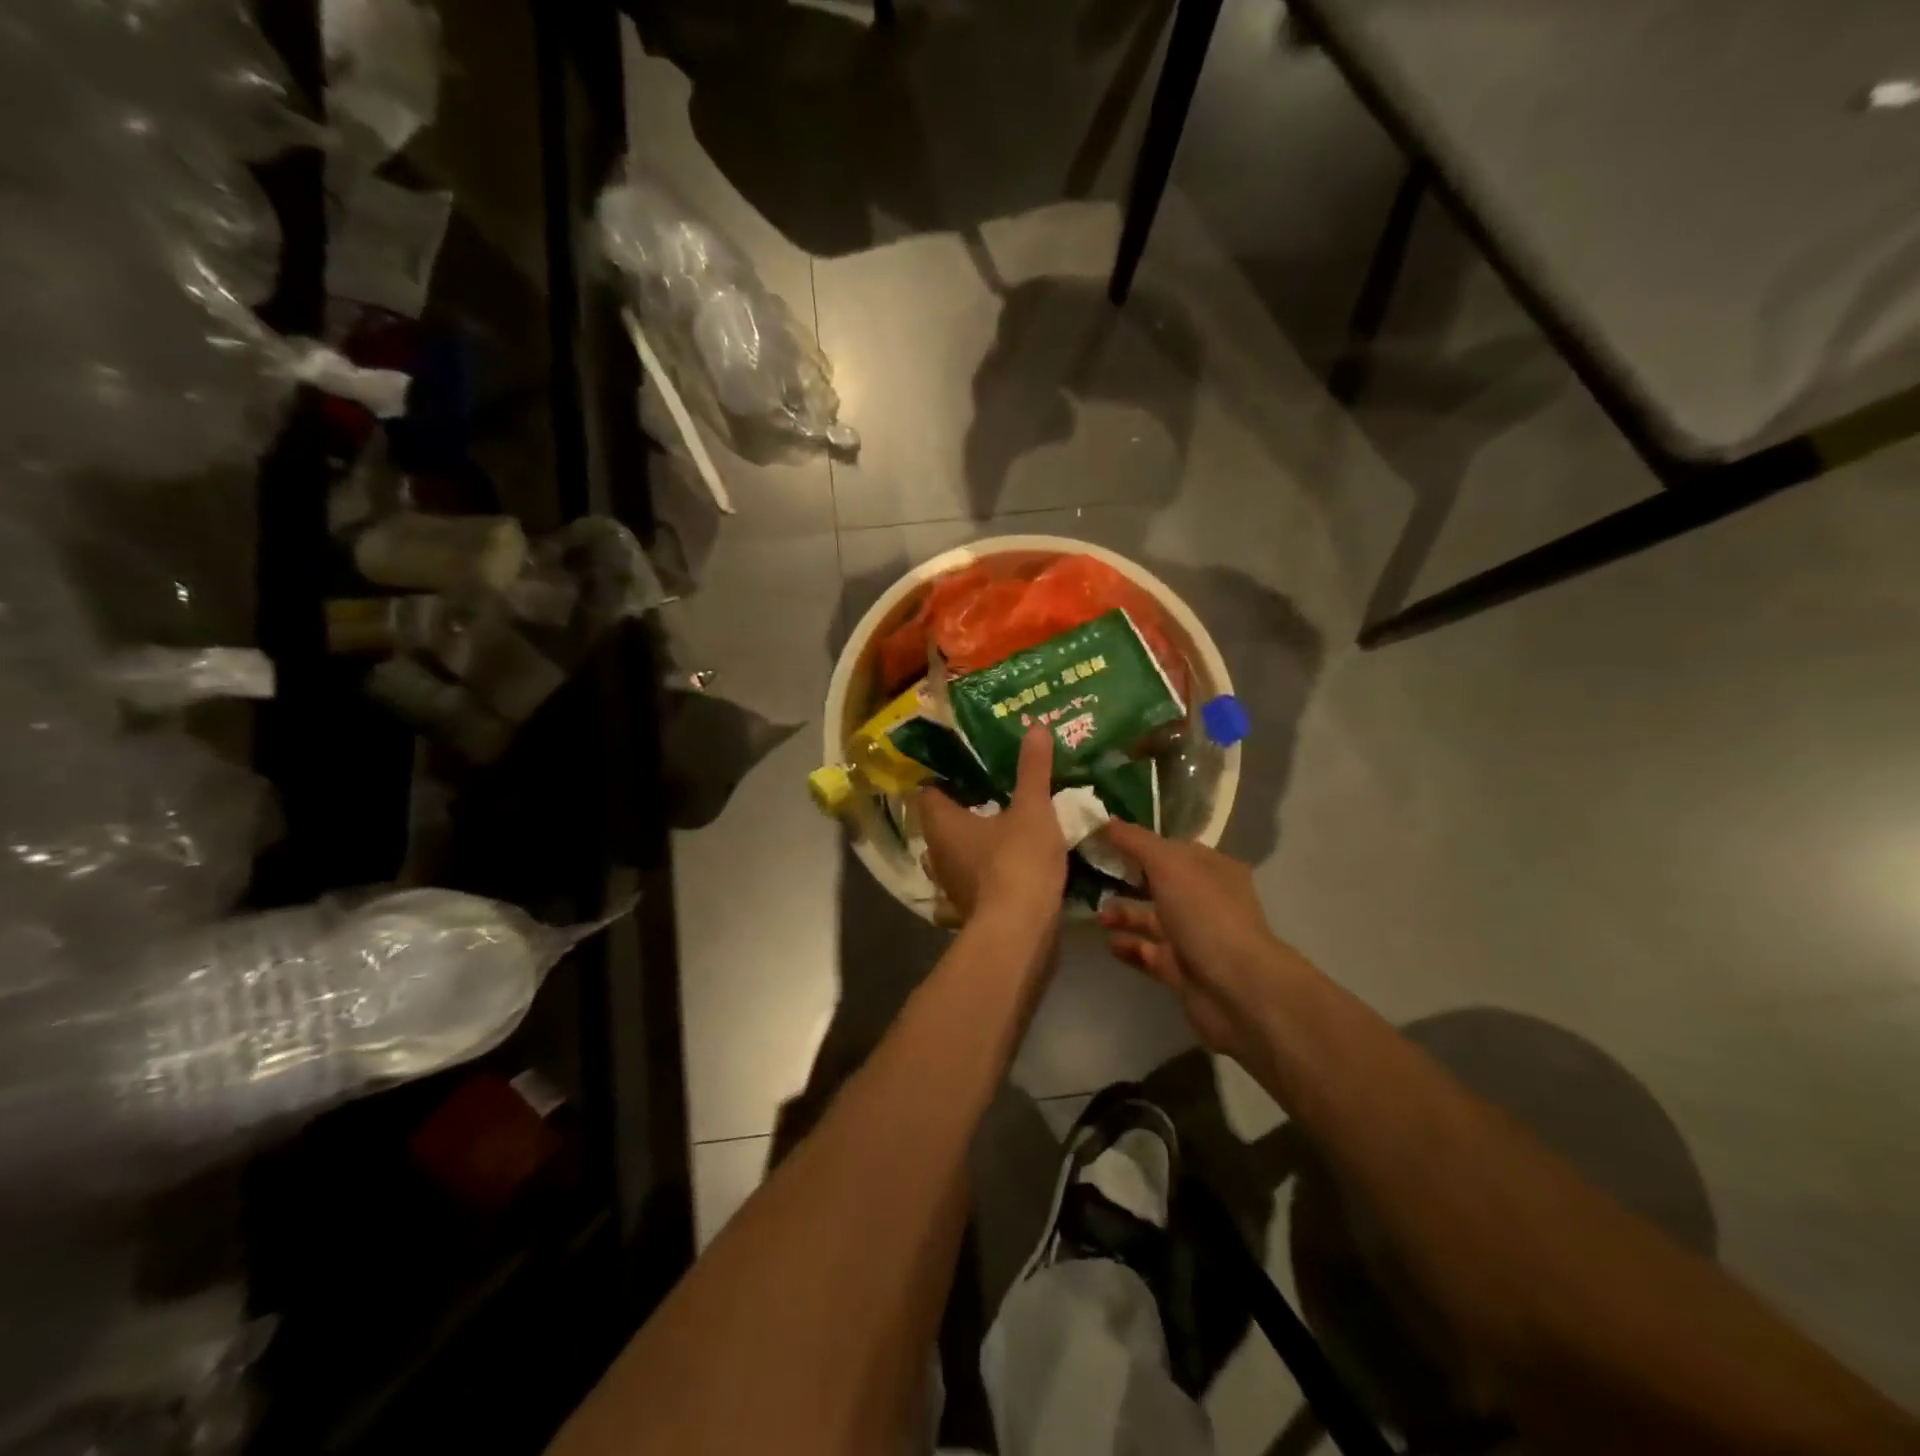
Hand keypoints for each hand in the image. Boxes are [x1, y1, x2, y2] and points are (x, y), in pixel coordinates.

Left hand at [917, 727, 1065, 925]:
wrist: (1021, 932)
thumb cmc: (1017, 862)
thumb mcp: (1032, 809)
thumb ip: (1032, 770)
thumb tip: (1035, 727)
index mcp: (941, 824)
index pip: (927, 791)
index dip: (942, 775)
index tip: (964, 762)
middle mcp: (936, 853)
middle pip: (941, 821)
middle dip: (962, 805)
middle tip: (990, 784)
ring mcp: (950, 883)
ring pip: (955, 850)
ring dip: (973, 837)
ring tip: (1001, 818)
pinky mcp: (969, 906)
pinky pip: (971, 875)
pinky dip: (984, 863)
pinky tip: (1009, 856)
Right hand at [1098, 822, 1286, 1063]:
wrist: (1235, 989)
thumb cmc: (1205, 914)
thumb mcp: (1168, 864)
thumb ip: (1135, 841)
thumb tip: (1107, 821)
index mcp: (1210, 868)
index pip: (1170, 847)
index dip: (1137, 841)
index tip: (1101, 839)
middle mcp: (1204, 899)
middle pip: (1158, 882)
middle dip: (1125, 878)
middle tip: (1089, 873)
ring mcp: (1193, 936)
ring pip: (1150, 918)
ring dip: (1122, 913)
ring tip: (1096, 915)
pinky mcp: (1180, 969)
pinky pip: (1147, 952)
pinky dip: (1127, 946)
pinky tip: (1108, 942)